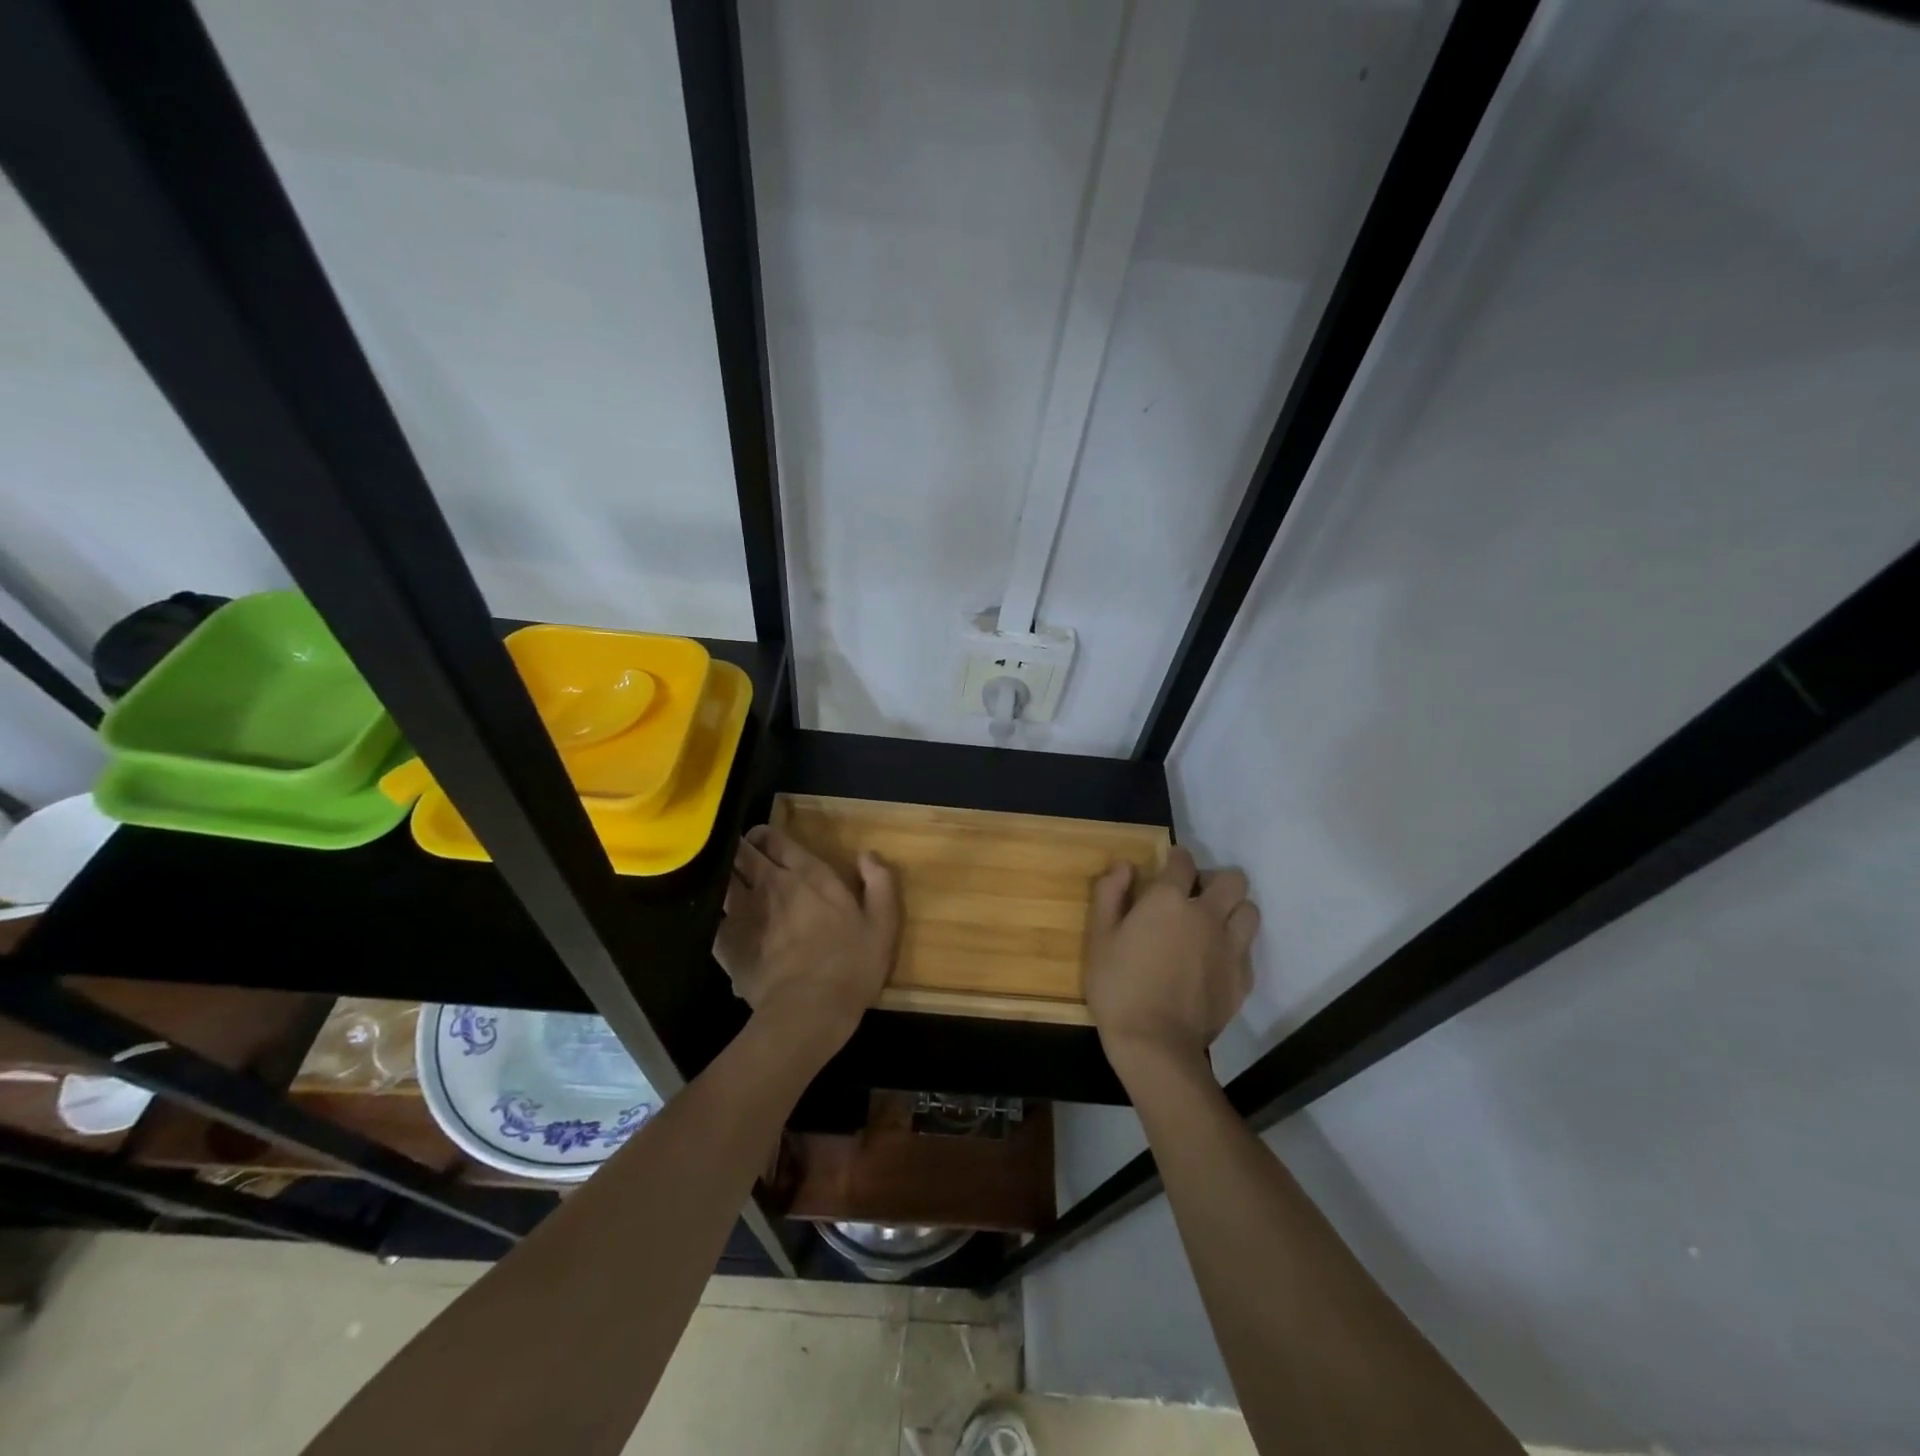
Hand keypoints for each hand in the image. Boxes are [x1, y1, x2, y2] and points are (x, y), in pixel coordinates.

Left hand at [713, 825, 900, 1058]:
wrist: (808, 1011)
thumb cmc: (850, 964)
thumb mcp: (882, 923)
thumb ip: (879, 882)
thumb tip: (866, 855)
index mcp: (807, 874)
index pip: (775, 839)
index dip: (766, 836)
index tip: (766, 841)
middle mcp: (770, 884)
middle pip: (741, 852)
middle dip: (740, 850)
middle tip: (745, 859)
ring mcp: (742, 912)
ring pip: (721, 880)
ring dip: (724, 877)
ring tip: (729, 885)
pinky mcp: (725, 943)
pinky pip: (713, 918)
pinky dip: (715, 915)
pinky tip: (723, 924)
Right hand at [1084, 846, 1259, 1083]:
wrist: (1155, 1044)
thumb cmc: (1119, 986)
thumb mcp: (1099, 937)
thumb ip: (1110, 894)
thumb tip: (1124, 866)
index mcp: (1169, 900)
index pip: (1183, 862)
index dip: (1176, 858)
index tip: (1168, 864)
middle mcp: (1207, 915)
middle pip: (1232, 880)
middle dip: (1215, 880)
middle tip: (1195, 895)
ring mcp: (1230, 948)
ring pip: (1250, 911)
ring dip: (1233, 910)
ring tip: (1212, 924)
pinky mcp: (1242, 978)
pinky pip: (1248, 949)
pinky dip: (1235, 946)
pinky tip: (1216, 959)